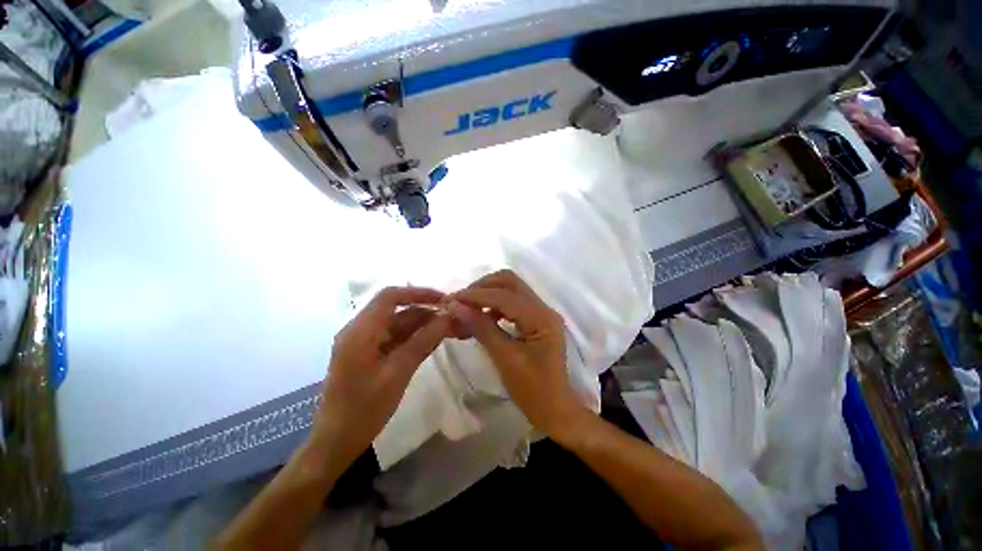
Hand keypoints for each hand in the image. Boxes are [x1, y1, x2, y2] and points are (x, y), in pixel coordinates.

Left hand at [312, 287, 451, 470]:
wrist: (336, 443)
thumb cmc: (364, 409)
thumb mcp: (398, 373)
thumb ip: (423, 341)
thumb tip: (448, 317)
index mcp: (360, 331)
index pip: (390, 297)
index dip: (418, 293)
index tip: (443, 300)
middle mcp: (361, 331)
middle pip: (396, 310)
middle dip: (425, 311)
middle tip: (452, 317)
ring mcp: (365, 343)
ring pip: (398, 324)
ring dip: (422, 325)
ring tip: (449, 329)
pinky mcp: (370, 354)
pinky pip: (396, 339)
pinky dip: (415, 338)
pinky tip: (434, 341)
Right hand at [447, 270, 583, 436]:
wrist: (555, 410)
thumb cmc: (532, 390)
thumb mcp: (504, 358)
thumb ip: (482, 328)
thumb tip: (456, 307)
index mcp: (540, 318)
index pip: (504, 296)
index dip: (476, 295)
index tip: (451, 300)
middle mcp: (543, 308)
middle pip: (510, 282)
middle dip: (482, 287)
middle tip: (461, 301)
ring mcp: (541, 312)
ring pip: (511, 289)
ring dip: (488, 294)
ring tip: (468, 308)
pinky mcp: (536, 319)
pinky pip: (513, 302)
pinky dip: (495, 304)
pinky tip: (483, 317)